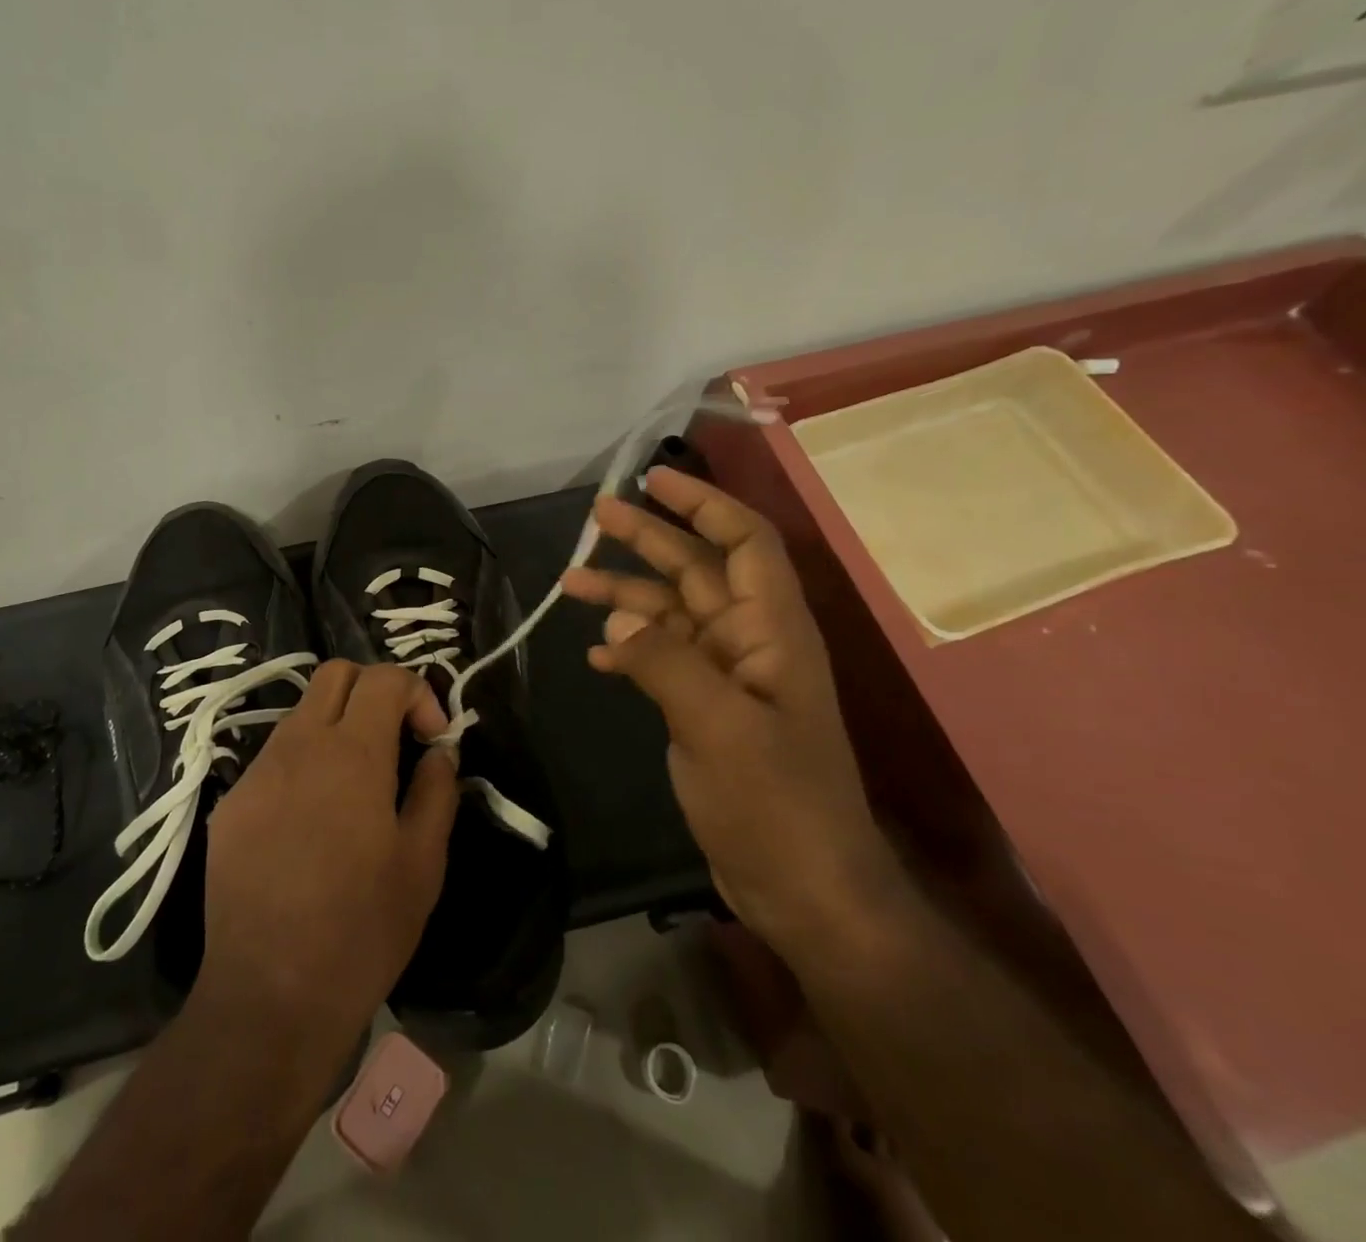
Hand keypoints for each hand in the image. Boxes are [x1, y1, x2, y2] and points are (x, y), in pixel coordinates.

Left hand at [196, 661, 459, 1042]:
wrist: (269, 995)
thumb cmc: (362, 929)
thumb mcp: (423, 861)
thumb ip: (436, 789)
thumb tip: (438, 752)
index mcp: (351, 753)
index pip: (384, 678)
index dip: (418, 693)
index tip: (433, 738)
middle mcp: (298, 745)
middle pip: (335, 674)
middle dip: (374, 690)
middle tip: (396, 738)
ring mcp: (258, 772)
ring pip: (302, 714)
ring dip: (337, 727)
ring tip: (357, 785)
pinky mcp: (232, 804)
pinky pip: (275, 759)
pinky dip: (305, 764)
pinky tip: (314, 822)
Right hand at [560, 467, 893, 950]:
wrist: (801, 888)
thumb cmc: (776, 803)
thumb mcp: (718, 726)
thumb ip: (666, 661)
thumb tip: (618, 617)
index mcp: (771, 631)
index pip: (745, 543)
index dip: (704, 505)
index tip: (654, 481)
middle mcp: (750, 642)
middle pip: (697, 571)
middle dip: (649, 539)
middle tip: (596, 515)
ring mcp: (726, 677)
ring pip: (671, 615)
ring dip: (624, 596)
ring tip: (568, 583)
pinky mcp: (704, 710)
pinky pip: (661, 660)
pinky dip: (629, 650)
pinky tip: (596, 655)